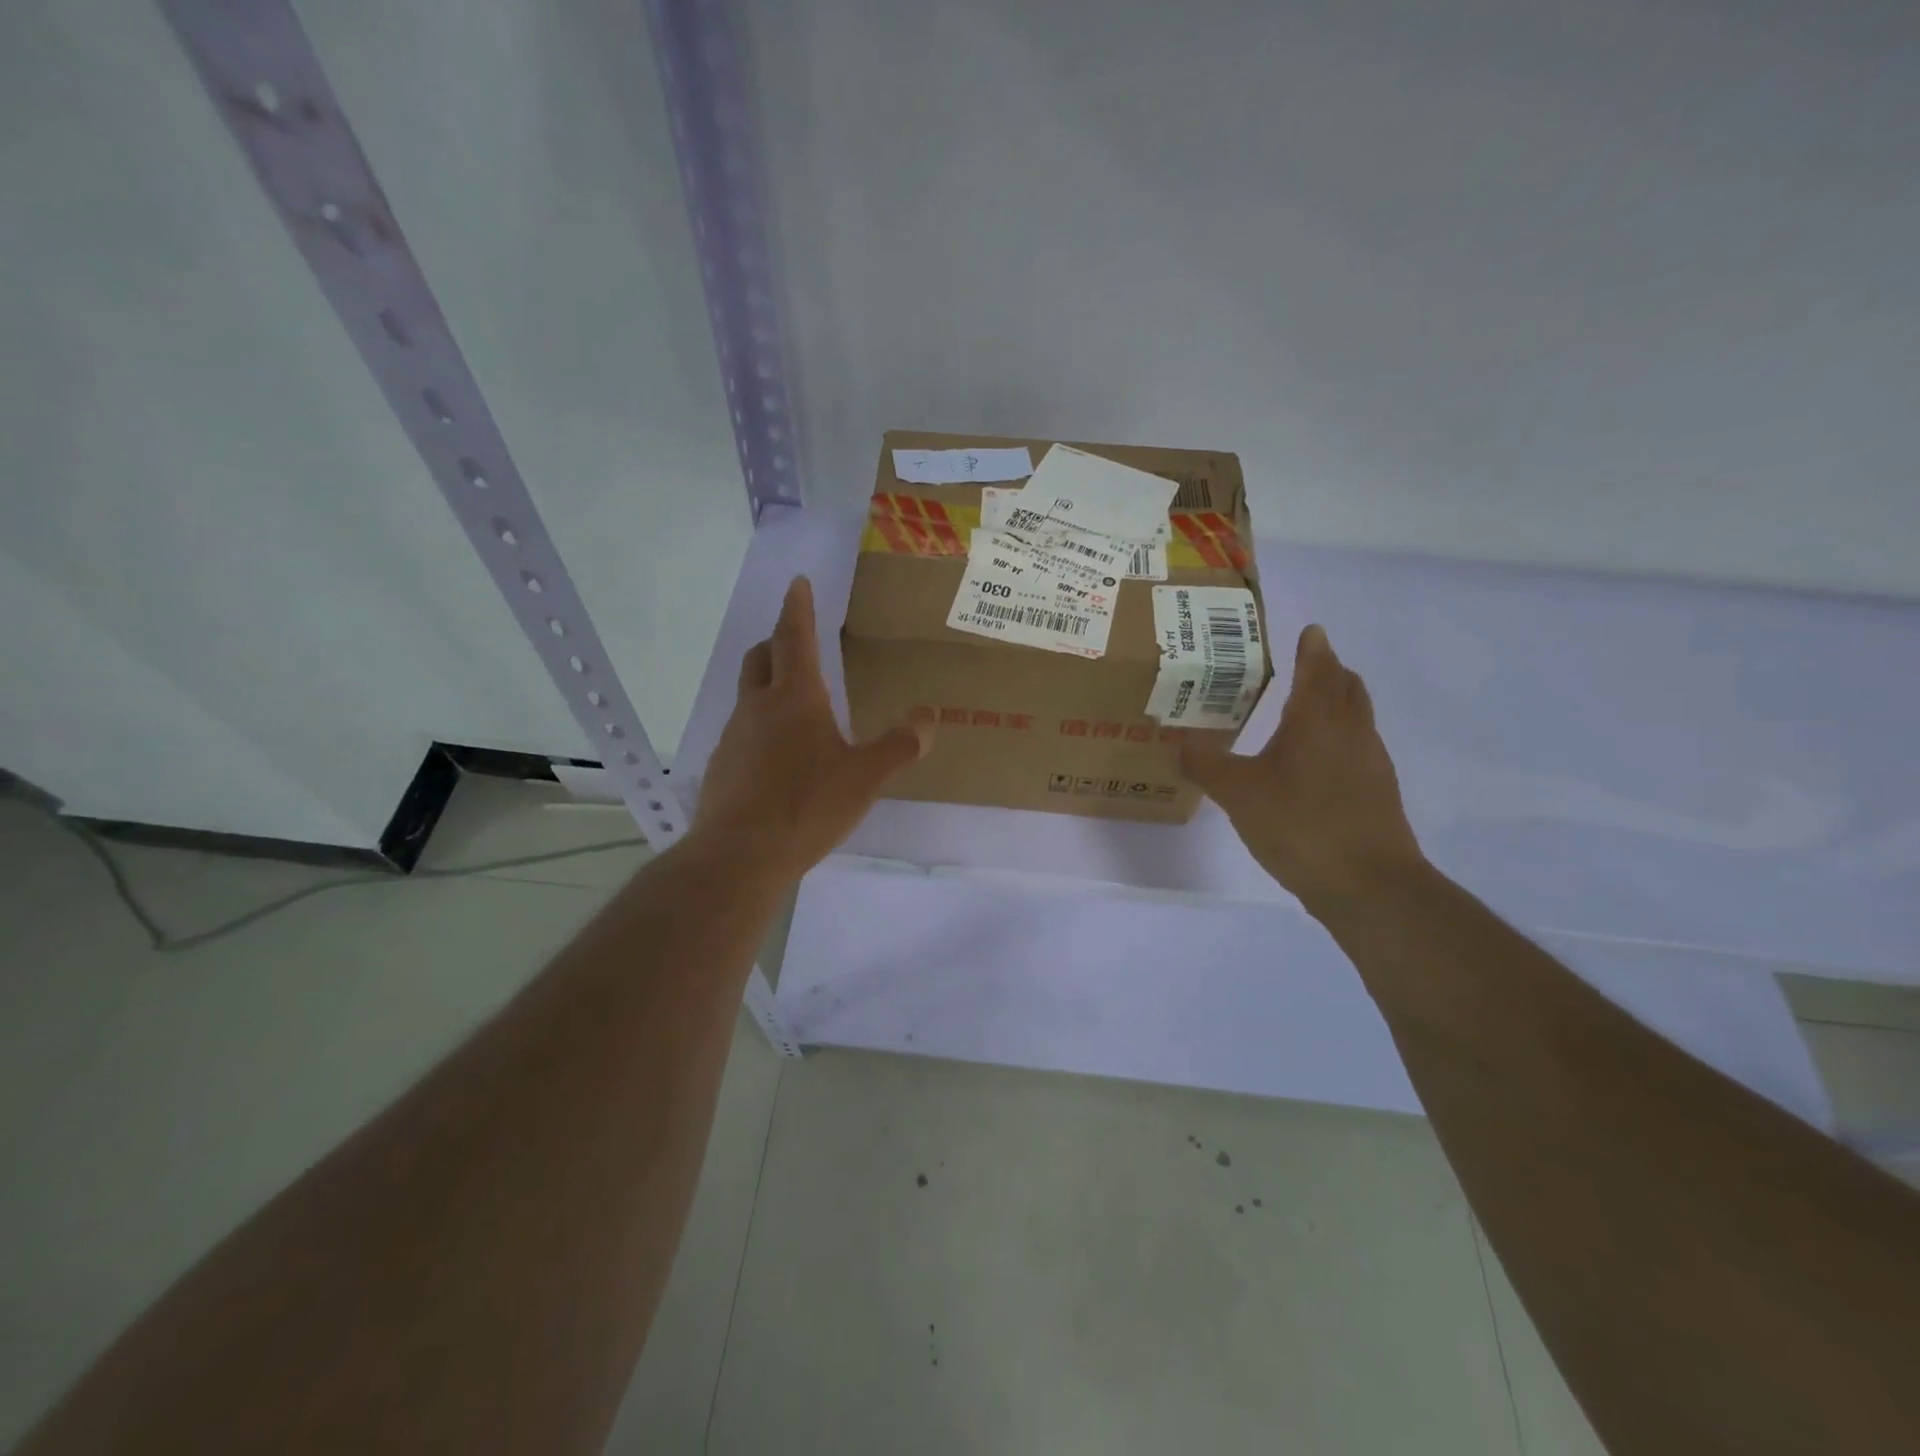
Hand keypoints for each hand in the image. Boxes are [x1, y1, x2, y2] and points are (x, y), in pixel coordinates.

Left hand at [691, 577, 927, 882]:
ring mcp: (734, 737)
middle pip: (761, 657)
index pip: (795, 637)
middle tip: (795, 639)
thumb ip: (899, 746)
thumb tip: (929, 717)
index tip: (797, 582)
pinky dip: (760, 728)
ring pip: (749, 695)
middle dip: (777, 641)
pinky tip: (777, 757)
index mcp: (796, 698)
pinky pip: (743, 733)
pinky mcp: (722, 767)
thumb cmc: (807, 806)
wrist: (739, 855)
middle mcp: (759, 708)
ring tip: (794, 705)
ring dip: (768, 686)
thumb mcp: (865, 778)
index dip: (797, 607)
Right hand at [1181, 624, 1424, 916]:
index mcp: (1318, 719)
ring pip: (1356, 718)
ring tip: (1304, 710)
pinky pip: (1357, 748)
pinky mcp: (1376, 793)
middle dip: (1329, 670)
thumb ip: (1206, 764)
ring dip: (1336, 703)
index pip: (1319, 668)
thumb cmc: (1300, 824)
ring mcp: (1370, 763)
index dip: (1313, 647)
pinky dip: (1338, 738)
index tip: (1309, 631)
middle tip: (1305, 664)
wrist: (1368, 885)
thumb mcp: (1238, 793)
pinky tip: (1313, 764)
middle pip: (1347, 687)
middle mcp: (1351, 732)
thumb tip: (1179, 741)